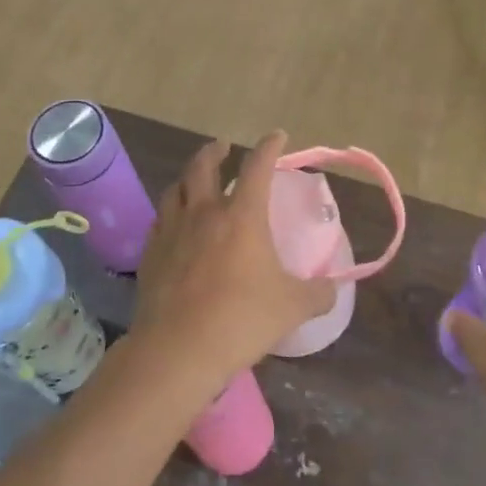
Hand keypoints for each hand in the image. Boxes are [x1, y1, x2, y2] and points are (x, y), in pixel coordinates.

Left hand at [133, 132, 337, 391]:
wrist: (178, 349)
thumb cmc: (241, 320)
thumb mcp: (292, 308)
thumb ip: (318, 293)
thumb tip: (334, 288)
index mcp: (242, 217)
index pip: (258, 167)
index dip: (269, 146)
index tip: (277, 136)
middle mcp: (204, 213)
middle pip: (203, 166)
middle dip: (215, 150)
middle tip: (223, 146)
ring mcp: (172, 231)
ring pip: (176, 189)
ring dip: (188, 177)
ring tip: (195, 179)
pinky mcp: (151, 254)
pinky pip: (161, 220)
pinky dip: (171, 211)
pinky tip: (174, 223)